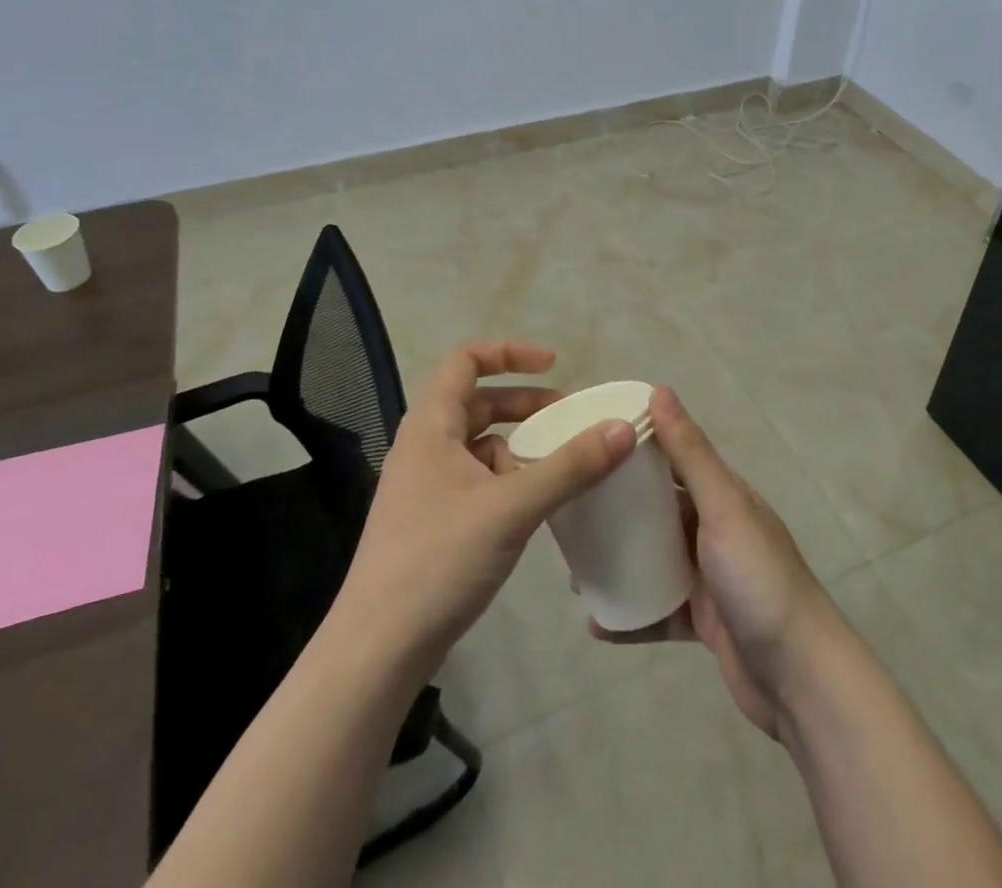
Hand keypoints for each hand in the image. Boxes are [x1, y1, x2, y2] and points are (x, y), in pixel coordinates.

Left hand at [335, 341, 637, 676]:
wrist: (378, 650)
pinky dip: (508, 480)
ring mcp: (425, 485)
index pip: (465, 359)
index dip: (509, 352)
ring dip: (519, 446)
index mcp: (431, 425)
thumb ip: (570, 466)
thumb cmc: (438, 561)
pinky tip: (533, 507)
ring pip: (479, 445)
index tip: (554, 365)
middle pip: (478, 402)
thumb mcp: (512, 507)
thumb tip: (624, 427)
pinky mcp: (432, 520)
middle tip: (569, 419)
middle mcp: (424, 445)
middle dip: (525, 404)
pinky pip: (477, 480)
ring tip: (558, 468)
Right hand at [595, 387, 839, 738]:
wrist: (801, 679)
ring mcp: (709, 577)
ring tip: (574, 570)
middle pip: (657, 510)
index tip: (588, 444)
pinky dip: (630, 614)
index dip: (634, 448)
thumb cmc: (760, 579)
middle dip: (616, 510)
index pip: (672, 457)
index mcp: (722, 495)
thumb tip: (659, 390)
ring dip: (618, 562)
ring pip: (653, 560)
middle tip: (570, 514)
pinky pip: (657, 611)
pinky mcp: (703, 621)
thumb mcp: (723, 508)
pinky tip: (595, 622)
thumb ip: (690, 454)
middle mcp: (714, 529)